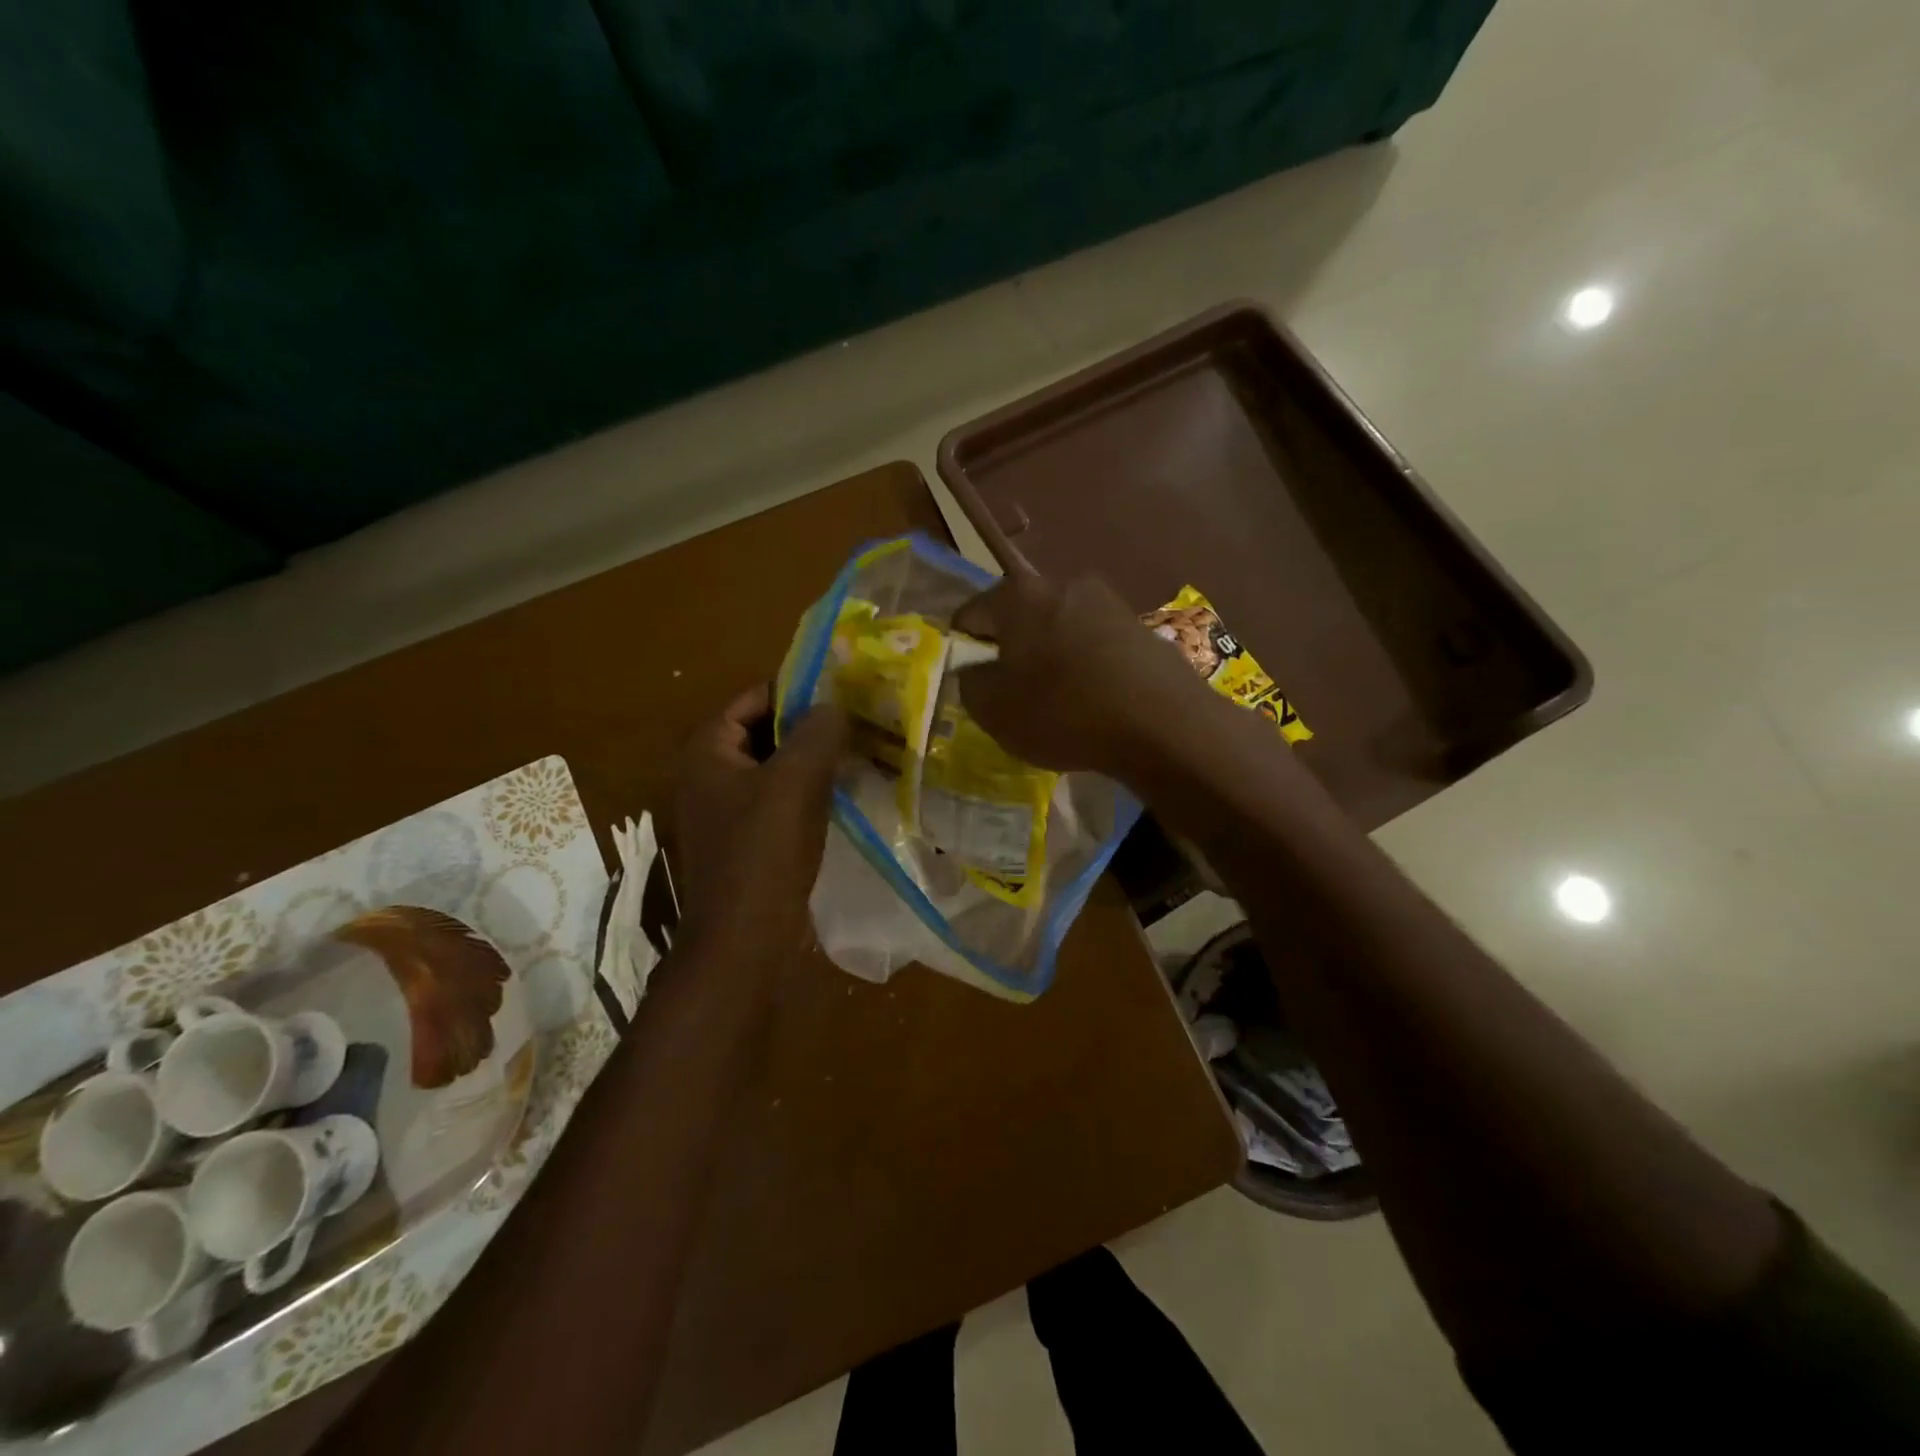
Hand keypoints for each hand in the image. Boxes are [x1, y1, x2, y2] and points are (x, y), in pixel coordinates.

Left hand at [668, 686, 848, 969]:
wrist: (743, 939)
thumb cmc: (764, 852)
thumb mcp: (796, 781)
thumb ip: (817, 732)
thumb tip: (834, 706)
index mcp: (708, 751)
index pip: (752, 698)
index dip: (796, 690)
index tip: (841, 691)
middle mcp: (708, 774)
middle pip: (763, 732)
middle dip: (808, 726)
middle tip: (857, 721)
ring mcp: (724, 810)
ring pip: (774, 768)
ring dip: (812, 761)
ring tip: (857, 754)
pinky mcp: (743, 840)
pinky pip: (777, 800)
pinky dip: (806, 792)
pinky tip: (841, 795)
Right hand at [950, 570, 1216, 776]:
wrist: (1164, 723)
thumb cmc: (1064, 712)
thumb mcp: (994, 710)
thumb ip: (969, 684)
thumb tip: (975, 670)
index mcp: (1018, 595)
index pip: (969, 615)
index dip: (962, 651)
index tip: (972, 684)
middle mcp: (1062, 583)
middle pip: (1018, 617)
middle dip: (1009, 652)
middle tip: (1011, 694)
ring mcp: (1106, 601)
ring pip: (1058, 629)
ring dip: (1049, 658)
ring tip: (1055, 700)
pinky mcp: (1139, 625)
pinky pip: (1093, 643)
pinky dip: (1083, 665)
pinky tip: (1092, 699)